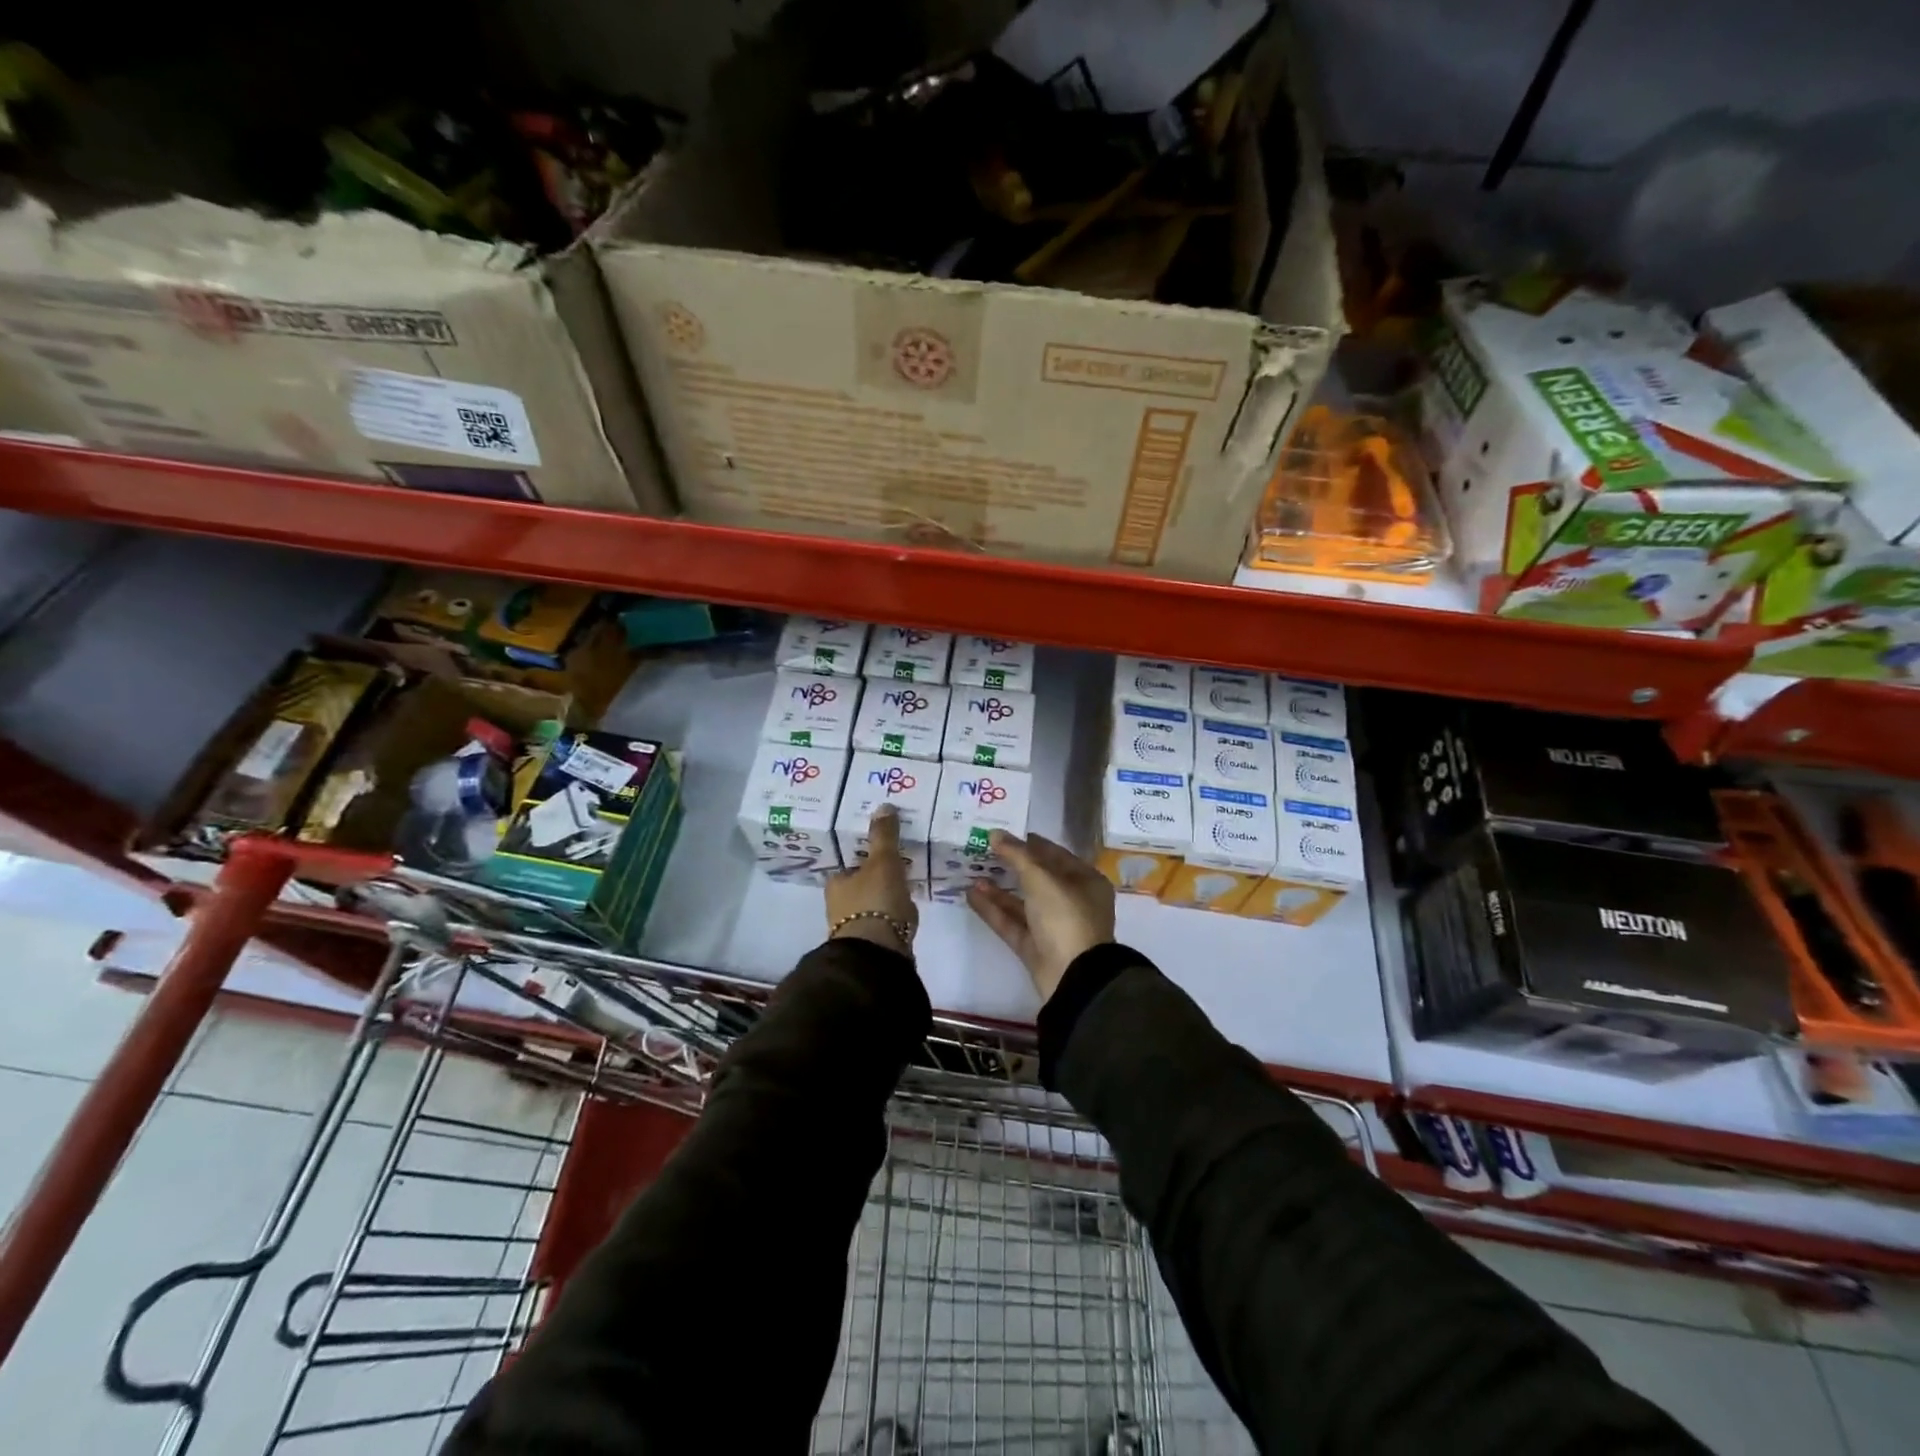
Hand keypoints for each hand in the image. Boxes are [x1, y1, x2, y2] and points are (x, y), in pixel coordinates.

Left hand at [825, 806, 918, 955]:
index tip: (884, 849)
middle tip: (900, 864)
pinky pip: (885, 920)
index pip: (849, 862)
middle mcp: (839, 905)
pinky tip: (908, 910)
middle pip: (860, 883)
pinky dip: (894, 914)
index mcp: (836, 883)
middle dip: (877, 876)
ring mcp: (855, 927)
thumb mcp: (883, 862)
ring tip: (908, 885)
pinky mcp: (873, 944)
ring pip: (873, 903)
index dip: (865, 855)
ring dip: (886, 896)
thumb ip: (884, 836)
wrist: (878, 955)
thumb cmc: (875, 902)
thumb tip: (883, 806)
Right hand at [967, 832, 1115, 1002]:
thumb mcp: (1041, 879)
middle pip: (1037, 878)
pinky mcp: (1035, 947)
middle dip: (1011, 865)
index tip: (1003, 835)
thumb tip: (995, 833)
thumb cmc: (1065, 917)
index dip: (1029, 843)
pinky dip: (993, 909)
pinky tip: (972, 895)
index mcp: (1085, 881)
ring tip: (972, 873)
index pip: (1055, 855)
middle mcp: (1071, 902)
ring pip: (1022, 902)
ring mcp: (1052, 927)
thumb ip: (1017, 855)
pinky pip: (1012, 922)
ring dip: (998, 889)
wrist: (1073, 977)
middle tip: (983, 851)